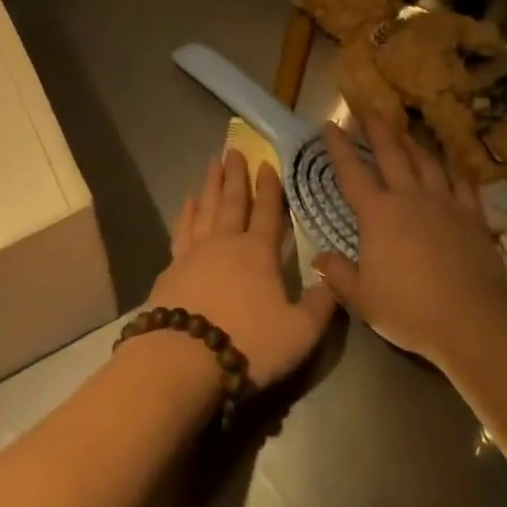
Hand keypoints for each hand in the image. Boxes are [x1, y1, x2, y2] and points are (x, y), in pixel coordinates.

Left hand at [146, 150, 337, 389]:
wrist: (183, 357)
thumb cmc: (248, 343)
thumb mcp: (299, 332)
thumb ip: (320, 305)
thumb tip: (335, 280)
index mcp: (258, 253)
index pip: (267, 212)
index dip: (269, 188)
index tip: (267, 163)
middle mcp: (226, 243)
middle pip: (232, 201)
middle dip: (235, 175)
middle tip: (233, 150)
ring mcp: (195, 253)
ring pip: (205, 209)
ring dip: (210, 185)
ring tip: (212, 164)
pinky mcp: (171, 268)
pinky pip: (181, 230)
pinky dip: (186, 213)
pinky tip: (186, 204)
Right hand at [312, 113, 506, 367]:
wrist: (470, 318)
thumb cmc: (409, 310)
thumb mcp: (363, 298)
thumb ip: (339, 274)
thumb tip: (319, 257)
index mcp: (377, 214)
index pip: (352, 172)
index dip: (339, 147)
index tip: (330, 124)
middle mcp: (408, 197)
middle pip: (391, 153)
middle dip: (377, 129)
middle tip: (368, 108)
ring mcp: (443, 202)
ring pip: (425, 161)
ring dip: (412, 142)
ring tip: (404, 129)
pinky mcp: (472, 214)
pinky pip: (462, 182)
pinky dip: (453, 168)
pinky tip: (450, 162)